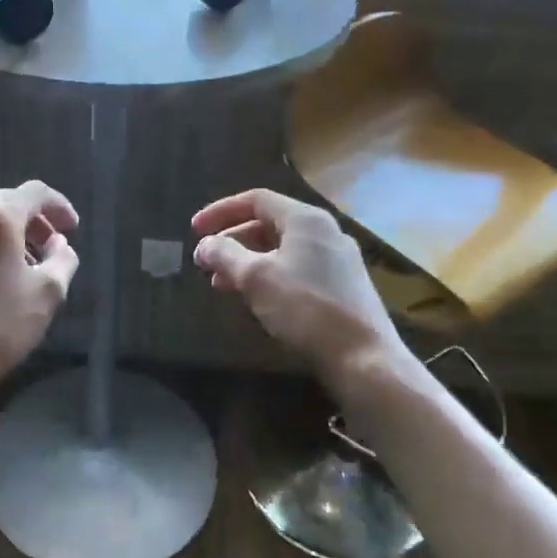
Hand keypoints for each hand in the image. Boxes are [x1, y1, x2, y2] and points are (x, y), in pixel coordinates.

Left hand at [0, 180, 80, 397]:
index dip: (58, 205)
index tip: (72, 228)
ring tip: (22, 266)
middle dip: (31, 221)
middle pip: (3, 204)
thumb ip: (62, 258)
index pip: (33, 192)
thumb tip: (59, 243)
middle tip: (50, 245)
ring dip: (5, 237)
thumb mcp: (49, 293)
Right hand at [192, 189, 406, 386]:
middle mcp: (325, 232)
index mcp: (306, 219)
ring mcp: (337, 261)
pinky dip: (268, 277)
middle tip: (205, 261)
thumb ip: (225, 255)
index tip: (194, 231)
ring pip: (281, 250)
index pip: (256, 200)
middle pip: (268, 224)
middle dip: (232, 241)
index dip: (220, 212)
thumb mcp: (255, 278)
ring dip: (247, 262)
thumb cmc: (304, 307)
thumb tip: (204, 245)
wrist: (363, 357)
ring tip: (221, 284)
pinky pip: (296, 270)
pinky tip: (254, 299)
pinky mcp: (342, 287)